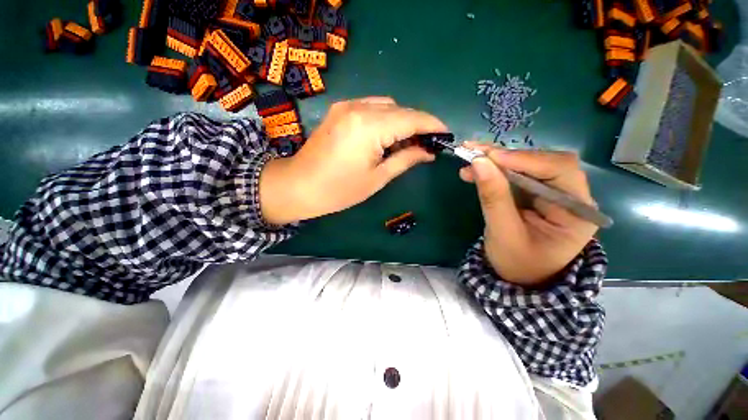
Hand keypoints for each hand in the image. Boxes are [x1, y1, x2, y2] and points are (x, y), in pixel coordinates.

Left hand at [260, 97, 447, 223]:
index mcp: (370, 127)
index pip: (412, 119)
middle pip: (400, 110)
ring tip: (406, 143)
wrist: (298, 186)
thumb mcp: (377, 178)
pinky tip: (386, 136)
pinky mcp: (340, 110)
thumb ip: (406, 159)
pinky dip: (385, 119)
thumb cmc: (339, 190)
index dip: (433, 125)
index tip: (447, 134)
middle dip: (417, 125)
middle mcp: (359, 107)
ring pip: (386, 106)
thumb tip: (429, 152)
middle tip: (427, 145)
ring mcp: (347, 106)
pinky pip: (371, 107)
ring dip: (401, 121)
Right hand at [459, 145, 597, 285]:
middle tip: (474, 151)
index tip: (490, 156)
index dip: (525, 159)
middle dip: (506, 156)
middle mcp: (569, 196)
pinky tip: (473, 171)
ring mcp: (550, 194)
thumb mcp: (503, 233)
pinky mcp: (532, 195)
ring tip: (468, 159)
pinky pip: (513, 176)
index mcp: (577, 211)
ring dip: (495, 161)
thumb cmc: (517, 264)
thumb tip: (478, 162)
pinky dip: (493, 171)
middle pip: (542, 163)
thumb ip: (493, 198)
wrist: (518, 279)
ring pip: (525, 166)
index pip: (560, 170)